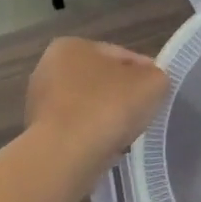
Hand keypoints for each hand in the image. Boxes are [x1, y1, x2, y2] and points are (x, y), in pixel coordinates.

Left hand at [26, 38, 168, 174]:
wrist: (66, 155)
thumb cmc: (108, 107)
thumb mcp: (153, 82)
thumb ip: (157, 76)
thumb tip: (151, 83)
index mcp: (72, 46)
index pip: (122, 56)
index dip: (146, 73)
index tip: (160, 93)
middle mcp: (49, 68)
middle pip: (103, 81)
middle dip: (124, 96)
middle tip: (146, 114)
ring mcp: (41, 103)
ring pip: (90, 107)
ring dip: (108, 118)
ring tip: (129, 135)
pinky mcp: (40, 134)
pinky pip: (78, 130)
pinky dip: (93, 137)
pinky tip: (108, 149)